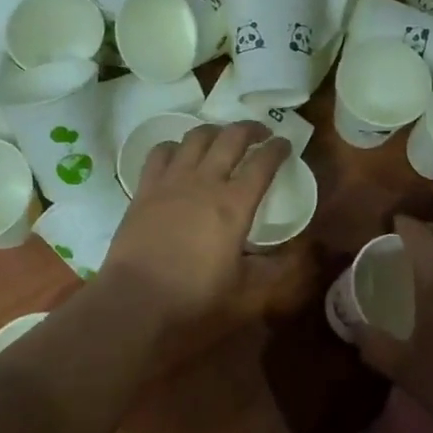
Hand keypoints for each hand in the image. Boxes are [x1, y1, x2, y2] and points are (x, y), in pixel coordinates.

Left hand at [103, 122, 291, 326]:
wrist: (135, 303)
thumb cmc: (194, 300)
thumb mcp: (246, 293)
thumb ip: (274, 270)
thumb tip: (296, 255)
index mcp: (235, 204)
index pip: (263, 162)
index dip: (278, 149)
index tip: (285, 144)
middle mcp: (205, 182)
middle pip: (231, 137)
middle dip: (250, 129)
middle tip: (260, 134)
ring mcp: (172, 181)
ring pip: (196, 136)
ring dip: (214, 131)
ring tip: (222, 138)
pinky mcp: (145, 188)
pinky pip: (161, 152)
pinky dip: (175, 146)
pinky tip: (180, 155)